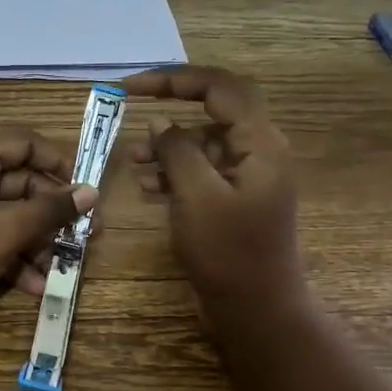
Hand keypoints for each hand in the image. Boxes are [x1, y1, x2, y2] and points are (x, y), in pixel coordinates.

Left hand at [0, 130, 97, 342]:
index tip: (86, 189)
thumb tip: (91, 192)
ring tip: (65, 266)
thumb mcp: (5, 232)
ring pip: (8, 215)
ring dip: (37, 240)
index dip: (58, 161)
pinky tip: (37, 286)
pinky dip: (14, 257)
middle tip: (87, 234)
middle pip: (19, 182)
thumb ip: (50, 211)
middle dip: (52, 211)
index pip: (22, 143)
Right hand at [122, 66, 307, 330]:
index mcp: (261, 143)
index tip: (131, 87)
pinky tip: (147, 186)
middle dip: (171, 106)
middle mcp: (260, 151)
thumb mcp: (197, 197)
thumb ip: (178, 151)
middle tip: (132, 106)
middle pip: (214, 110)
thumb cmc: (229, 254)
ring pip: (205, 142)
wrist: (256, 311)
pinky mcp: (236, 200)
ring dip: (169, 145)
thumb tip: (161, 122)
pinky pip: (204, 172)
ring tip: (132, 160)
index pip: (219, 88)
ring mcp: (249, 177)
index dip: (174, 79)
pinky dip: (175, 172)